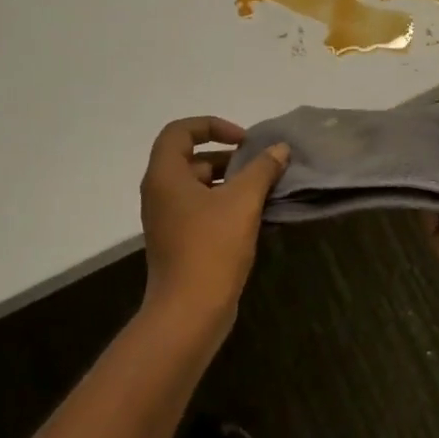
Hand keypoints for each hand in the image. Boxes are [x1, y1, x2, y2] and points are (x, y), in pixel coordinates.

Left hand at [139, 117, 288, 334]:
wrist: (189, 311)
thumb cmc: (212, 247)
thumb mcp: (243, 201)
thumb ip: (262, 169)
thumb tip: (279, 149)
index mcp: (165, 175)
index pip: (180, 131)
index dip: (212, 126)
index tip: (243, 141)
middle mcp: (159, 192)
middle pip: (189, 157)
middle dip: (226, 156)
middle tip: (258, 166)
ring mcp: (166, 219)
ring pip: (196, 185)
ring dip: (227, 181)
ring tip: (261, 190)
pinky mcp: (176, 241)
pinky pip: (198, 208)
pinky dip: (222, 203)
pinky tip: (251, 216)